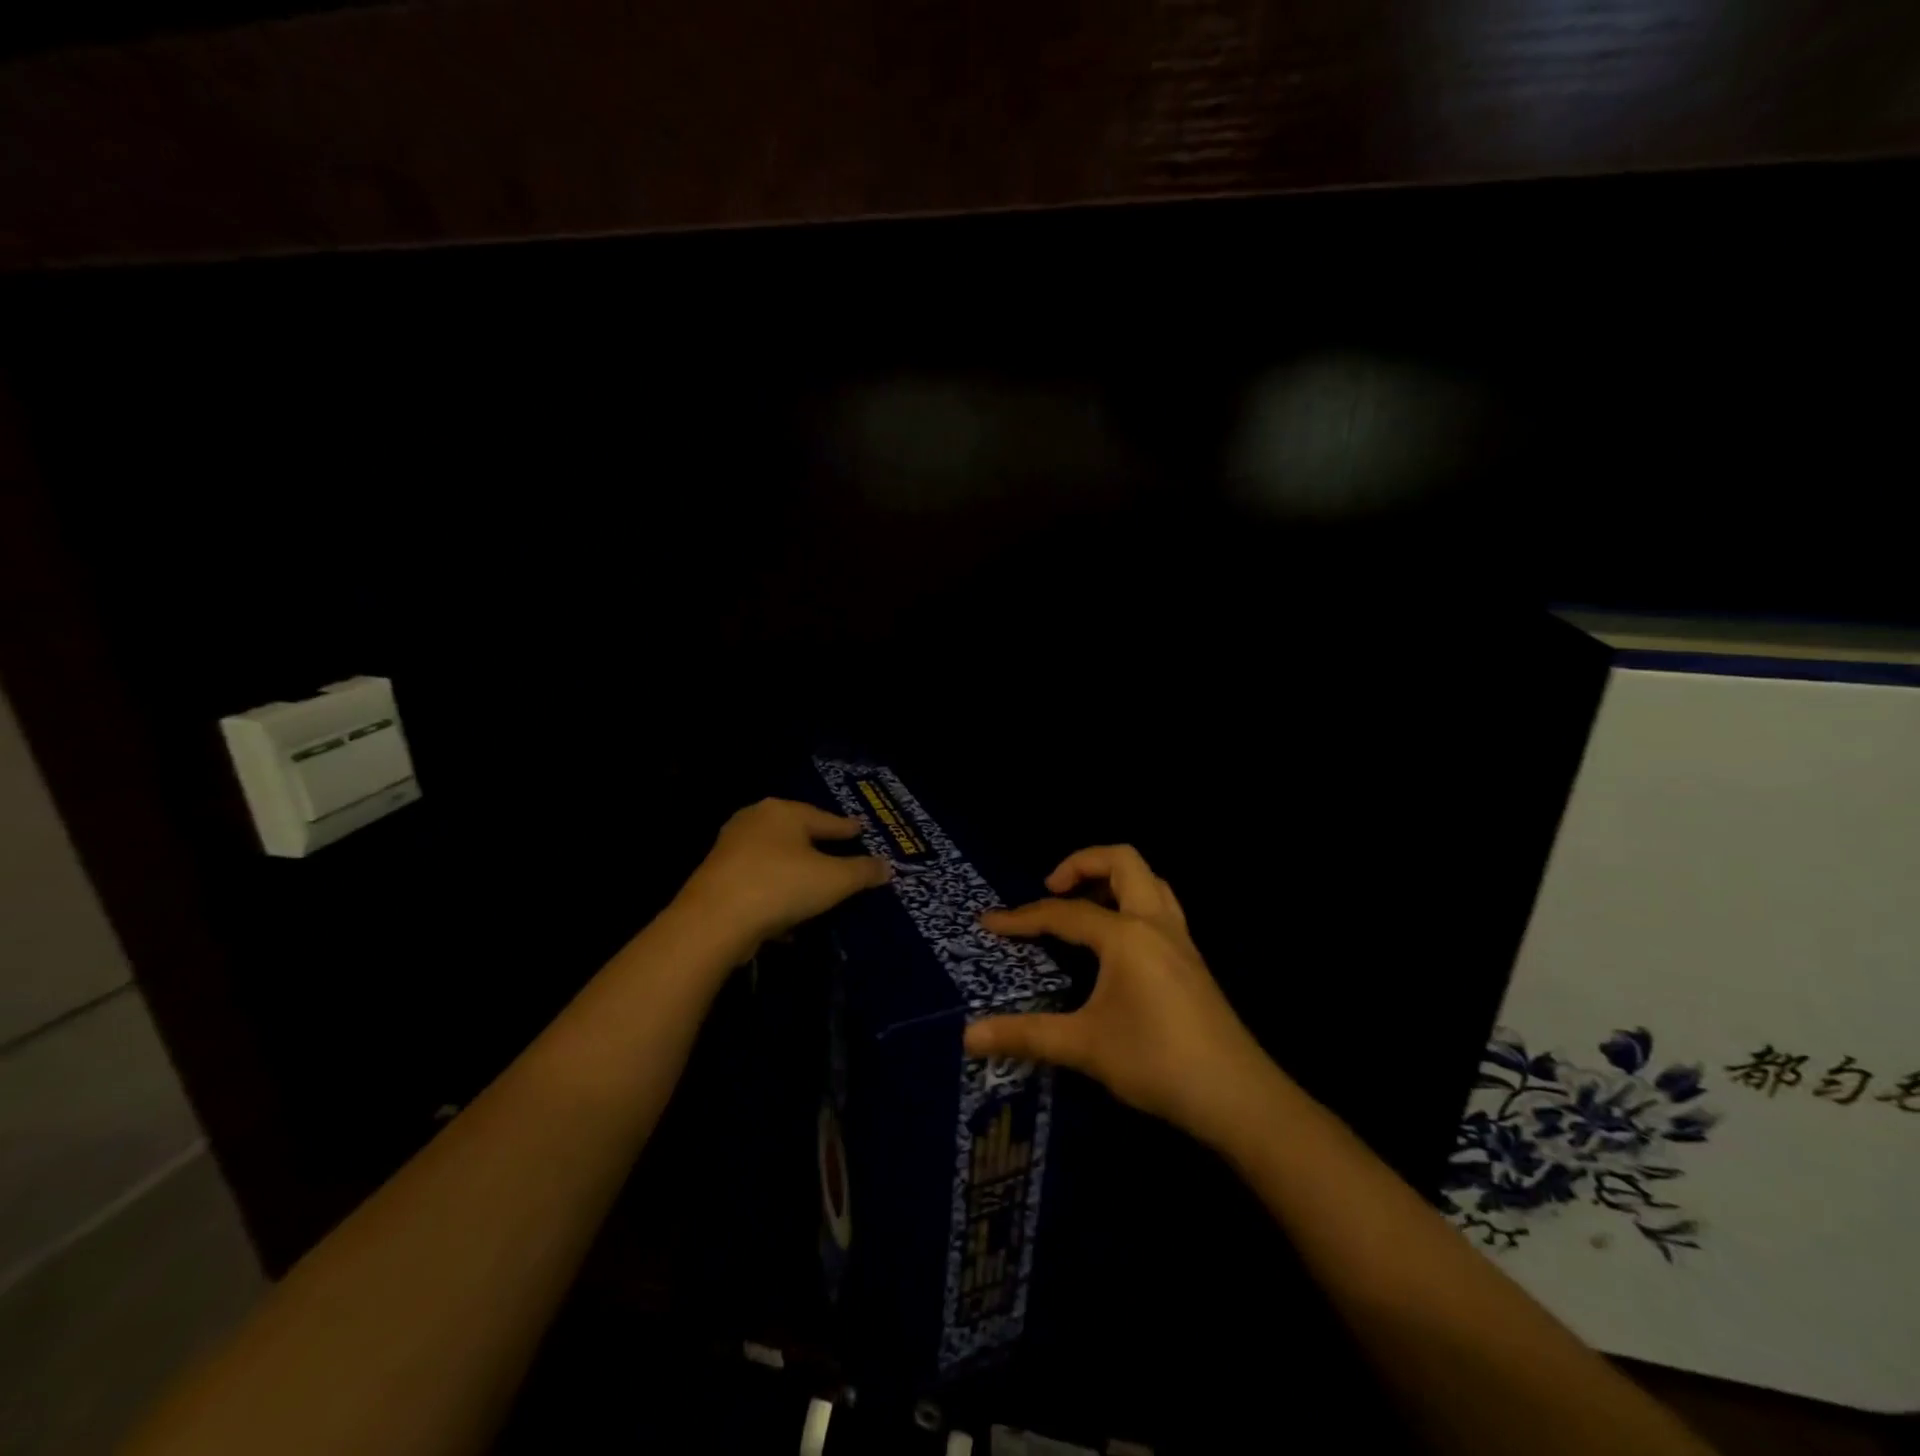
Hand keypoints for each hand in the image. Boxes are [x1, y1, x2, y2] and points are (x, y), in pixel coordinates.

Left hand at [678, 799, 890, 953]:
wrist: (713, 921)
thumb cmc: (781, 886)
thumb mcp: (834, 880)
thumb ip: (862, 871)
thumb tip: (886, 866)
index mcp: (783, 811)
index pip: (825, 818)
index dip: (846, 828)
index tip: (860, 830)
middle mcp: (754, 821)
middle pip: (797, 833)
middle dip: (818, 845)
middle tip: (839, 851)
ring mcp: (731, 848)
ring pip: (775, 857)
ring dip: (795, 871)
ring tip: (816, 884)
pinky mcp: (716, 877)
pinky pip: (759, 880)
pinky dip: (776, 890)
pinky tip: (788, 912)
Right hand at [964, 845, 1271, 1143]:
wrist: (1237, 1096)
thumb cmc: (1157, 1062)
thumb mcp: (1085, 1047)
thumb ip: (1025, 1035)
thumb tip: (968, 1036)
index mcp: (1126, 935)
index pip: (1065, 912)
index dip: (1023, 917)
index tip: (989, 924)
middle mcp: (1155, 923)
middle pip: (1123, 861)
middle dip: (1082, 863)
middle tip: (1052, 889)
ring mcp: (1180, 939)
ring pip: (1149, 880)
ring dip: (1113, 878)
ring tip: (1083, 905)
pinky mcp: (1192, 958)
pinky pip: (1160, 906)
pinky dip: (1132, 901)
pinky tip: (1117, 940)